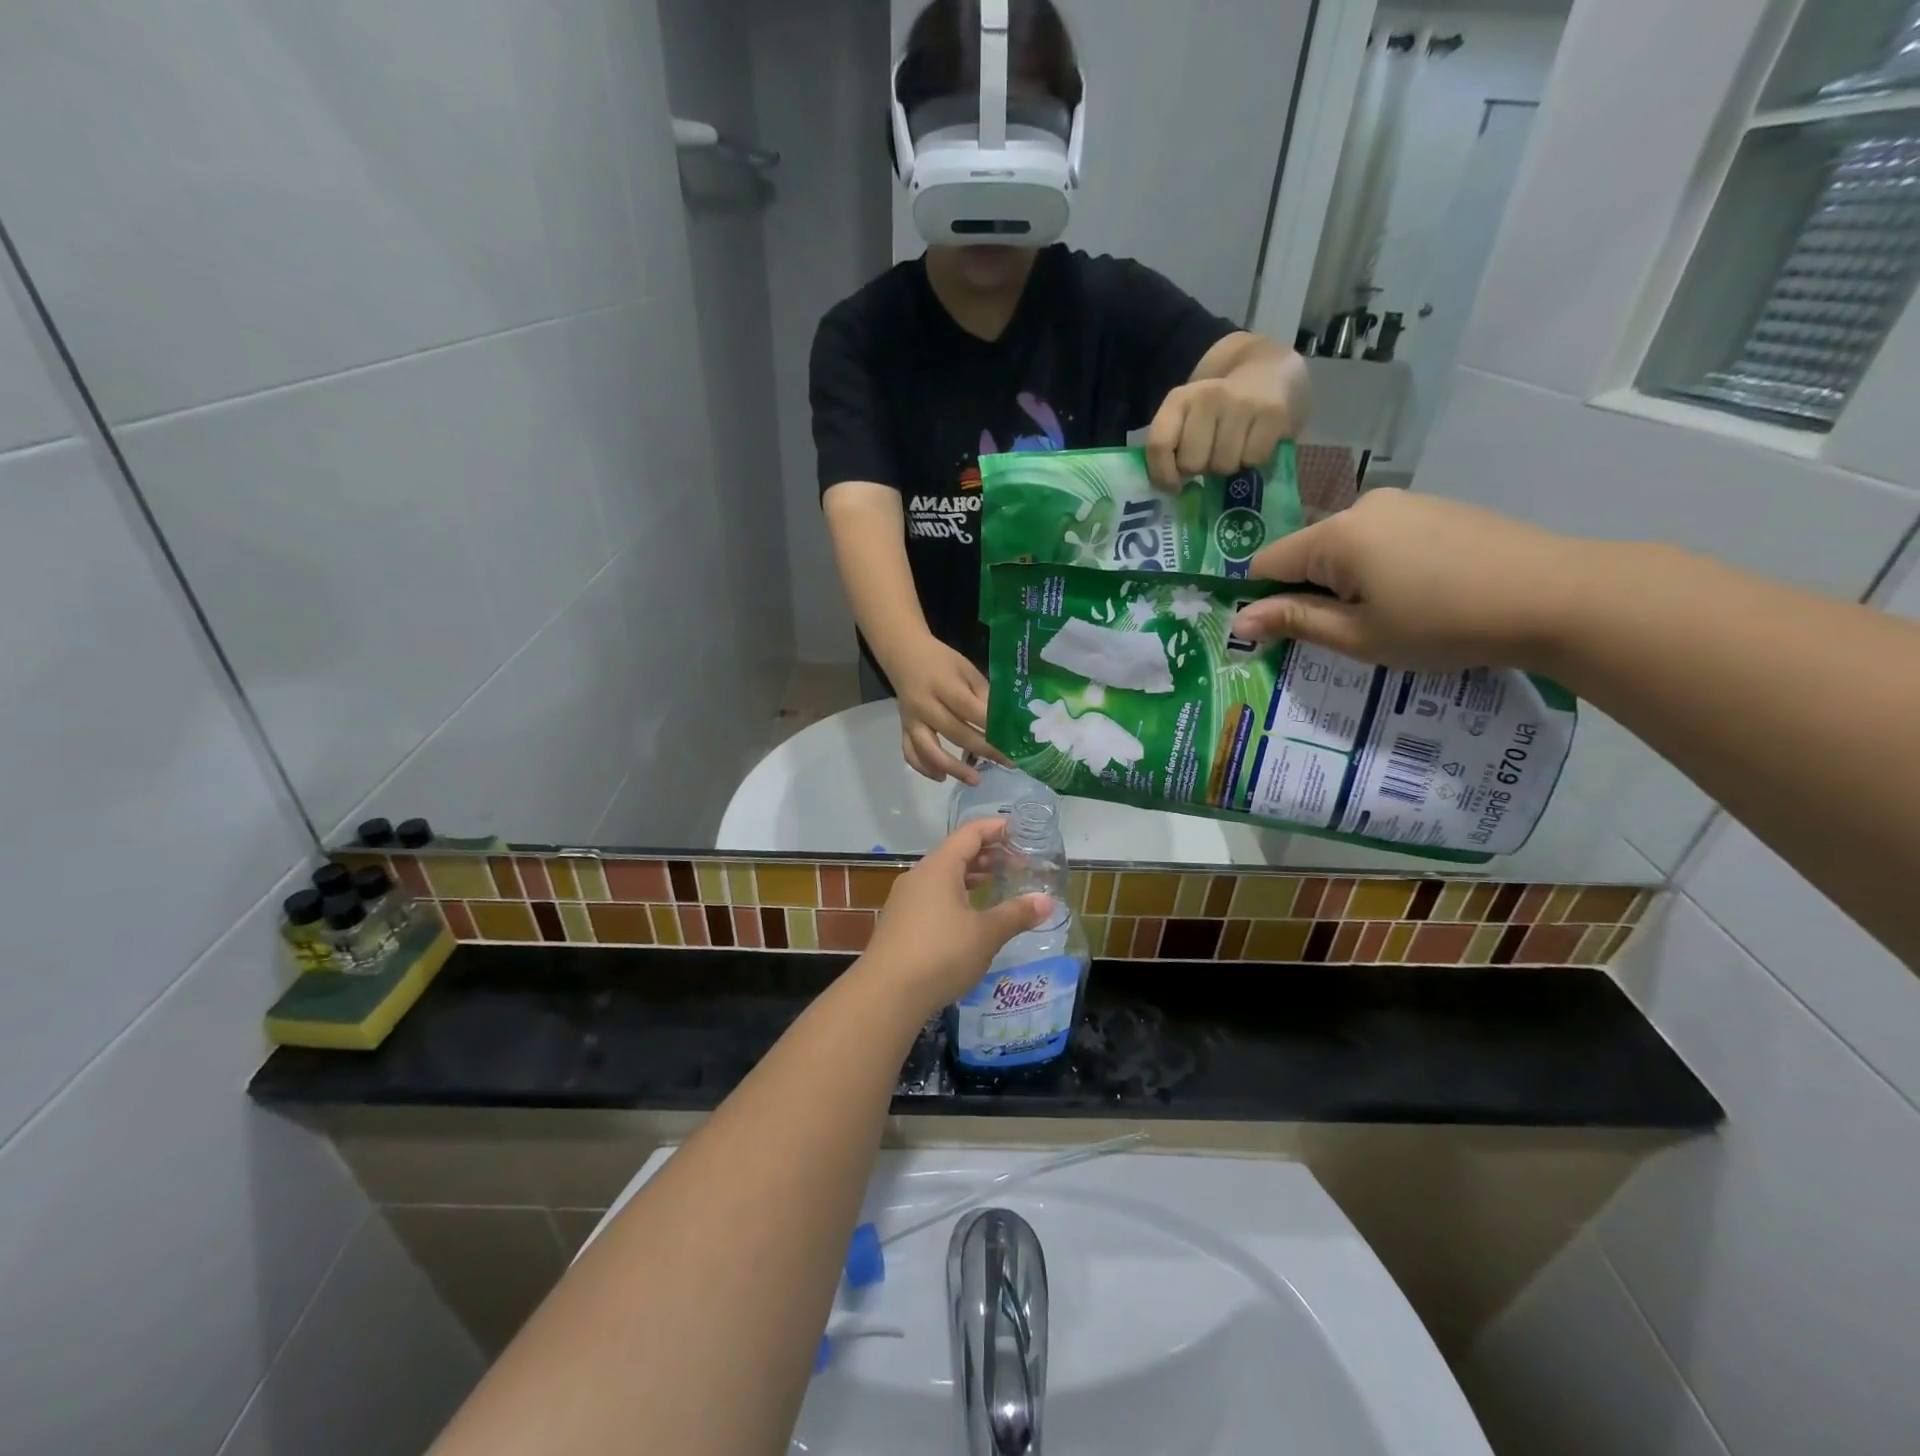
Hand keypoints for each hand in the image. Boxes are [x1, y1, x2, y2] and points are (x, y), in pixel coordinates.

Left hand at [857, 819, 1051, 1013]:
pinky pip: (933, 895)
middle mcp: (919, 875)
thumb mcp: (985, 934)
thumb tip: (1047, 901)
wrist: (885, 994)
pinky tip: (970, 915)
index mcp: (939, 867)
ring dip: (972, 876)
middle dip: (988, 855)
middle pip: (956, 852)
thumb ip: (1016, 914)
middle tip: (1018, 864)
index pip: (970, 833)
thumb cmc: (940, 954)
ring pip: (943, 876)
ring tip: (998, 885)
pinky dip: (956, 895)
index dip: (996, 829)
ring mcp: (906, 899)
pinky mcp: (900, 922)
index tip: (1021, 832)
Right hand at [886, 635, 1005, 784]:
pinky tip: (942, 777)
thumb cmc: (941, 660)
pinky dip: (925, 768)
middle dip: (984, 750)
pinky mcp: (904, 729)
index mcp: (943, 684)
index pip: (969, 709)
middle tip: (1008, 763)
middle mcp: (925, 705)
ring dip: (953, 768)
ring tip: (976, 780)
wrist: (904, 655)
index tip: (1012, 739)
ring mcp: (912, 719)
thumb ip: (983, 693)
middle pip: (955, 732)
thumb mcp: (966, 668)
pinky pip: (911, 753)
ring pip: (930, 749)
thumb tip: (1004, 720)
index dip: (991, 725)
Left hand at [1145, 359, 1303, 487]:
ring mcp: (1242, 404)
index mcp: (1179, 399)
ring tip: (1235, 448)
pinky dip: (1253, 460)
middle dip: (1201, 467)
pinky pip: (1253, 460)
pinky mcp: (1273, 414)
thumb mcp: (1187, 415)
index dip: (1163, 474)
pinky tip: (1254, 443)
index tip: (1175, 485)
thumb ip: (1172, 445)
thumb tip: (1171, 488)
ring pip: (1223, 465)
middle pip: (1192, 463)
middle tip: (1211, 454)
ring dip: (1228, 466)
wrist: (1267, 367)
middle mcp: (1208, 397)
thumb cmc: (1219, 404)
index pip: (1159, 445)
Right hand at [1232, 488, 1592, 670]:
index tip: (1279, 634)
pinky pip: (1383, 538)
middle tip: (1343, 634)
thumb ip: (1294, 622)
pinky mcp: (1436, 508)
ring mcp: (1405, 503)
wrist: (1557, 596)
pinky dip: (1380, 567)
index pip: (1267, 563)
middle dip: (1310, 591)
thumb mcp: (1358, 636)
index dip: (1262, 600)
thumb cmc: (1442, 624)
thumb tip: (1237, 620)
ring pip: (1346, 546)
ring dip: (1347, 581)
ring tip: (1387, 617)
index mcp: (1336, 535)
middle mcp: (1363, 507)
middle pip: (1308, 552)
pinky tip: (1418, 594)